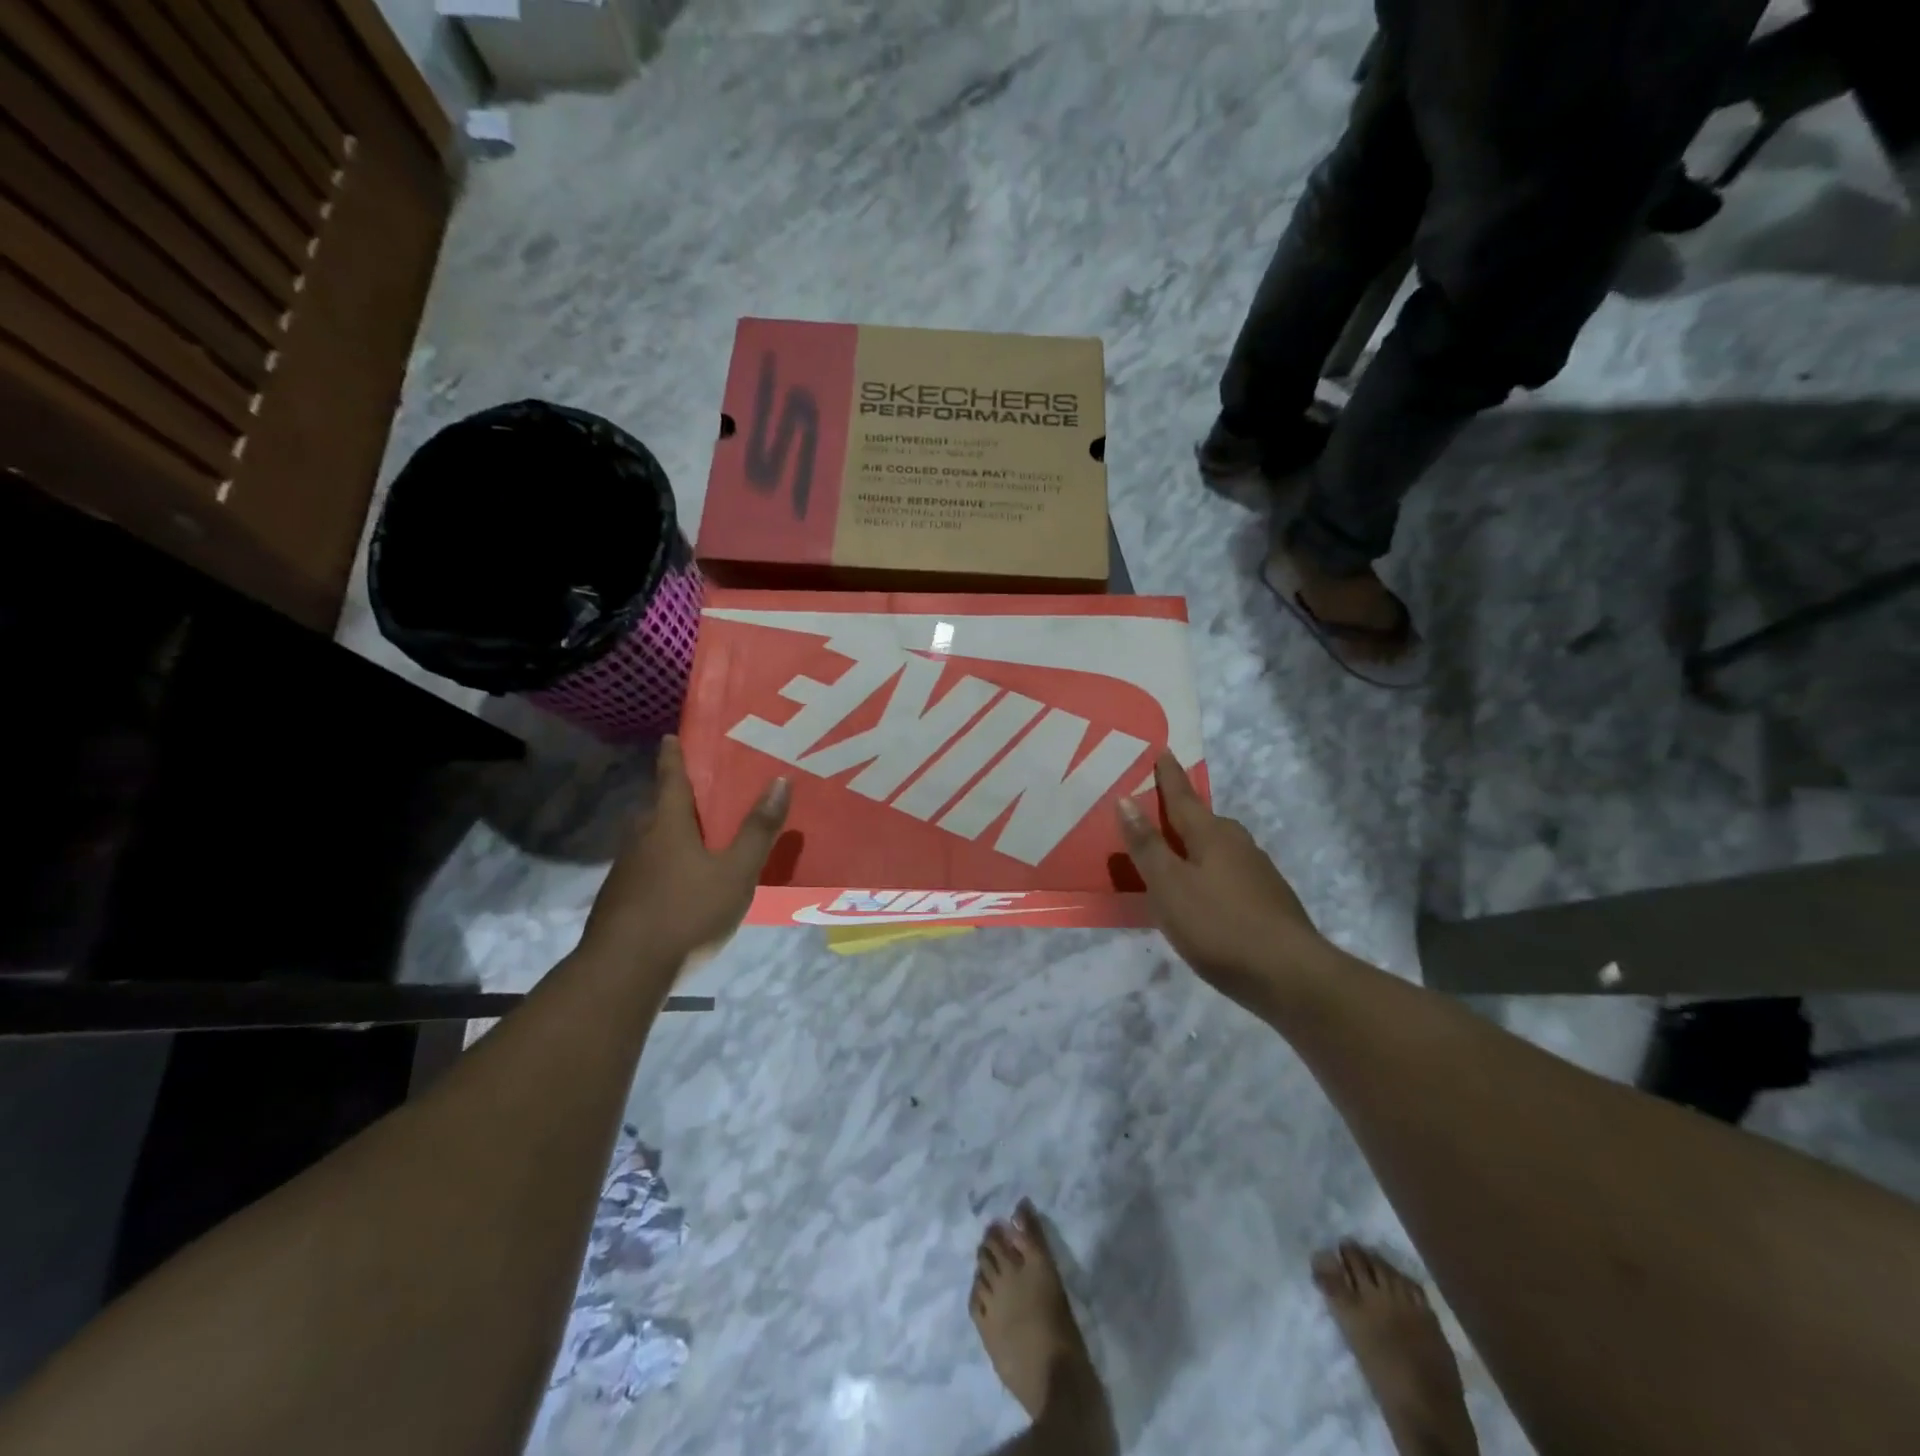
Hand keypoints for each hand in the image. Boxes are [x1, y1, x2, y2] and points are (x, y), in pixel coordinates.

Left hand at [580, 736, 789, 974]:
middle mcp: (641, 840)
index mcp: (667, 825)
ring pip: (651, 840)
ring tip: (699, 837)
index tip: (670, 736)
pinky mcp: (620, 901)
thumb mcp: (736, 873)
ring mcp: (626, 872)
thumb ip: (758, 830)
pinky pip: (647, 868)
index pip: (671, 778)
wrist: (624, 972)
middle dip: (676, 797)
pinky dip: (665, 863)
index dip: (674, 757)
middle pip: (658, 808)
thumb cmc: (685, 913)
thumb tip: (780, 781)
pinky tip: (682, 884)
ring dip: (671, 832)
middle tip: (703, 792)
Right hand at [1116, 752, 1327, 1007]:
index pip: (1182, 797)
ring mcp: (1258, 872)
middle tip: (1158, 809)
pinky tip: (1204, 893)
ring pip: (1219, 847)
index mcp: (1211, 835)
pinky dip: (1210, 871)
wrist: (1290, 975)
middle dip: (1182, 812)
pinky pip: (1229, 872)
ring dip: (1196, 844)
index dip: (1169, 776)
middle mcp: (1238, 844)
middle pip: (1204, 820)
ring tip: (1176, 854)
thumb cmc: (1218, 925)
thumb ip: (1146, 845)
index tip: (1164, 751)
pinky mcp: (1269, 900)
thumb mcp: (1168, 886)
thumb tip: (1126, 800)